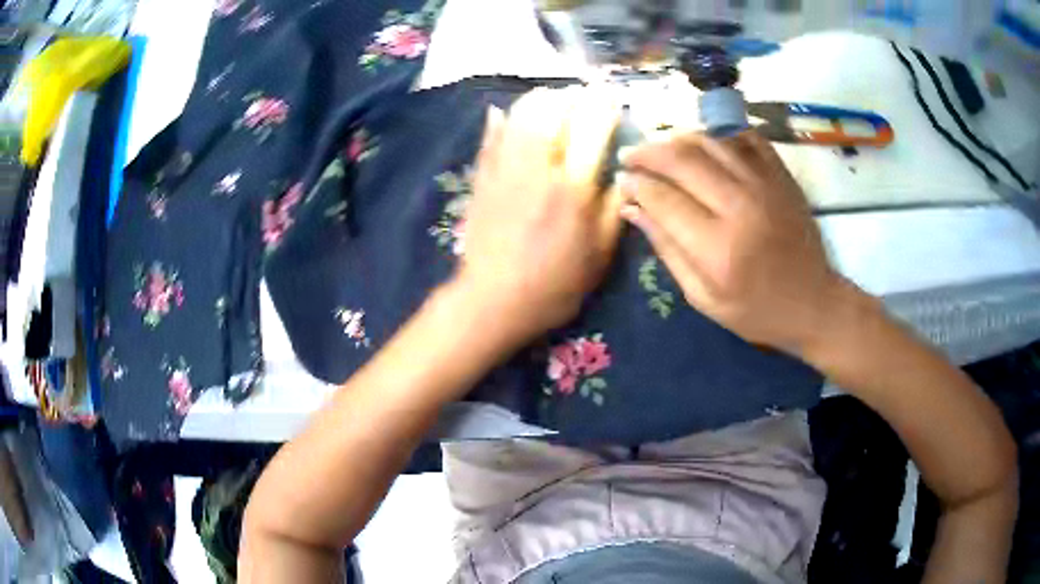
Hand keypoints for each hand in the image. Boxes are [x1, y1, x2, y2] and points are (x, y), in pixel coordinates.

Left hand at [454, 87, 623, 344]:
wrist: (493, 301)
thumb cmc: (554, 285)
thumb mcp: (600, 256)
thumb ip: (615, 209)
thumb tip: (627, 173)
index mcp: (574, 188)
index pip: (594, 130)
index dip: (605, 108)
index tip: (613, 100)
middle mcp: (539, 167)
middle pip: (554, 110)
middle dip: (572, 96)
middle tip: (583, 97)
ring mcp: (505, 168)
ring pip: (520, 114)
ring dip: (539, 100)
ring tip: (552, 101)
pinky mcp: (482, 177)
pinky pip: (490, 136)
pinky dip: (500, 120)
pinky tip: (505, 113)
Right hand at [619, 130, 845, 356]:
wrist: (814, 303)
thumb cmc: (756, 311)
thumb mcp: (703, 298)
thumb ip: (667, 250)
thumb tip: (631, 208)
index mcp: (717, 248)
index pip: (662, 198)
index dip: (635, 185)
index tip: (622, 182)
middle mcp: (739, 206)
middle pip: (681, 159)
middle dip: (647, 153)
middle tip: (630, 157)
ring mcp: (764, 184)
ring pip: (709, 141)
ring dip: (677, 139)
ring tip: (662, 150)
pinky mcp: (781, 175)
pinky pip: (744, 137)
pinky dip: (719, 134)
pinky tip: (706, 145)